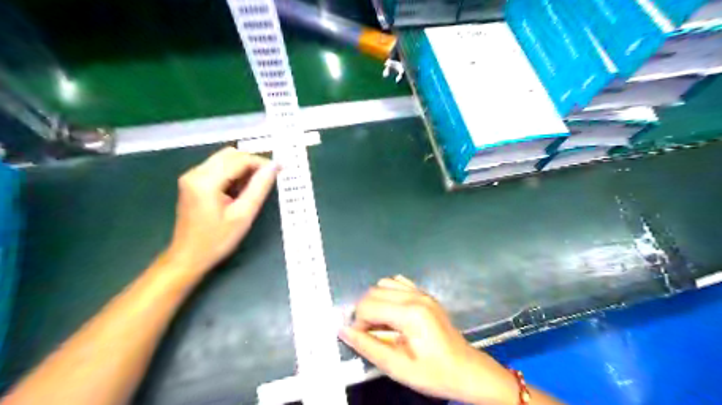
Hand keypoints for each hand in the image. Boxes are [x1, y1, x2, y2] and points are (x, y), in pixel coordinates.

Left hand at [161, 148, 276, 278]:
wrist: (188, 257)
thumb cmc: (217, 240)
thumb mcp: (243, 215)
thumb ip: (259, 188)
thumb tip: (274, 167)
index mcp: (206, 181)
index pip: (239, 160)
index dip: (262, 163)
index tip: (280, 170)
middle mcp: (195, 172)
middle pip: (230, 154)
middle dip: (252, 163)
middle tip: (269, 179)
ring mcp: (191, 176)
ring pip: (224, 159)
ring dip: (243, 168)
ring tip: (255, 187)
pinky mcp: (192, 182)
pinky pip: (217, 168)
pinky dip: (233, 173)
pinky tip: (240, 190)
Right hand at [341, 277, 518, 404]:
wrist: (466, 370)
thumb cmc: (433, 373)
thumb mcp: (398, 368)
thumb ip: (368, 347)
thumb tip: (343, 330)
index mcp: (410, 314)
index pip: (368, 306)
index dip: (359, 324)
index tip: (364, 340)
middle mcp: (415, 296)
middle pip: (373, 292)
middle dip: (365, 312)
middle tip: (372, 334)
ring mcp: (422, 292)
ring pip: (383, 284)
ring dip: (376, 302)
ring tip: (382, 324)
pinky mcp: (425, 294)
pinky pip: (398, 283)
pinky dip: (389, 294)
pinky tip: (394, 312)